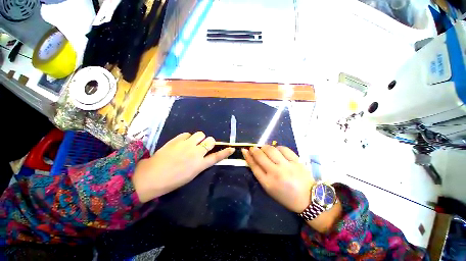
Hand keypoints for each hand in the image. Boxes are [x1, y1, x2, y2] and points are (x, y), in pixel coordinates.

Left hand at [132, 132, 234, 202]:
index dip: (225, 152)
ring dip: (199, 138)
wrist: (152, 175)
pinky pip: (187, 134)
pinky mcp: (177, 139)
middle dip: (209, 142)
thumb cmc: (172, 180)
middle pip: (210, 140)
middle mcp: (196, 152)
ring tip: (192, 143)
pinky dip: (187, 137)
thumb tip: (205, 156)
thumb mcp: (191, 174)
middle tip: (202, 146)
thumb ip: (200, 163)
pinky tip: (182, 143)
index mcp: (199, 164)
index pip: (216, 156)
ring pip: (200, 134)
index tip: (231, 148)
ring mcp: (186, 144)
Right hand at [242, 145, 314, 212]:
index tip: (244, 150)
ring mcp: (287, 166)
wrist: (308, 199)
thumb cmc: (286, 196)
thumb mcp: (270, 188)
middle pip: (261, 156)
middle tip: (253, 148)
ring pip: (271, 150)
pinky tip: (277, 150)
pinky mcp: (297, 161)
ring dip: (265, 147)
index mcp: (268, 183)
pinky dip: (277, 147)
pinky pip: (283, 149)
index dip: (248, 156)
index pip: (254, 166)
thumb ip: (260, 174)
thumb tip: (252, 159)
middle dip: (254, 149)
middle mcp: (276, 173)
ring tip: (264, 149)